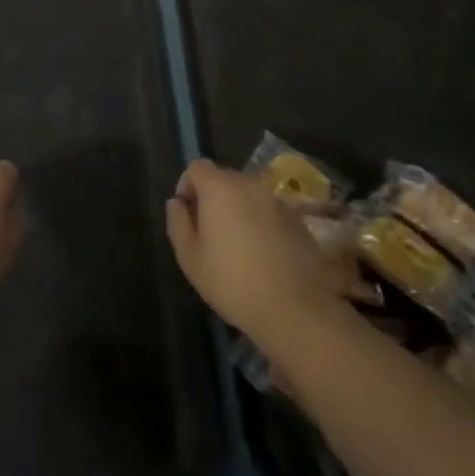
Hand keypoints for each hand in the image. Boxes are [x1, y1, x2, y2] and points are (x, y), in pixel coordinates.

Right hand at [166, 160, 355, 349]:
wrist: (294, 308)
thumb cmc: (232, 281)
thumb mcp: (190, 257)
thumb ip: (178, 222)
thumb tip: (177, 203)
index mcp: (220, 187)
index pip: (196, 168)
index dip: (186, 186)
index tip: (187, 216)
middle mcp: (250, 184)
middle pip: (223, 179)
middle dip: (212, 199)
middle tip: (209, 235)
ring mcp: (277, 200)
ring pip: (248, 195)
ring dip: (237, 211)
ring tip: (237, 247)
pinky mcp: (297, 218)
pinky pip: (269, 211)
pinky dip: (260, 223)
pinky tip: (262, 255)